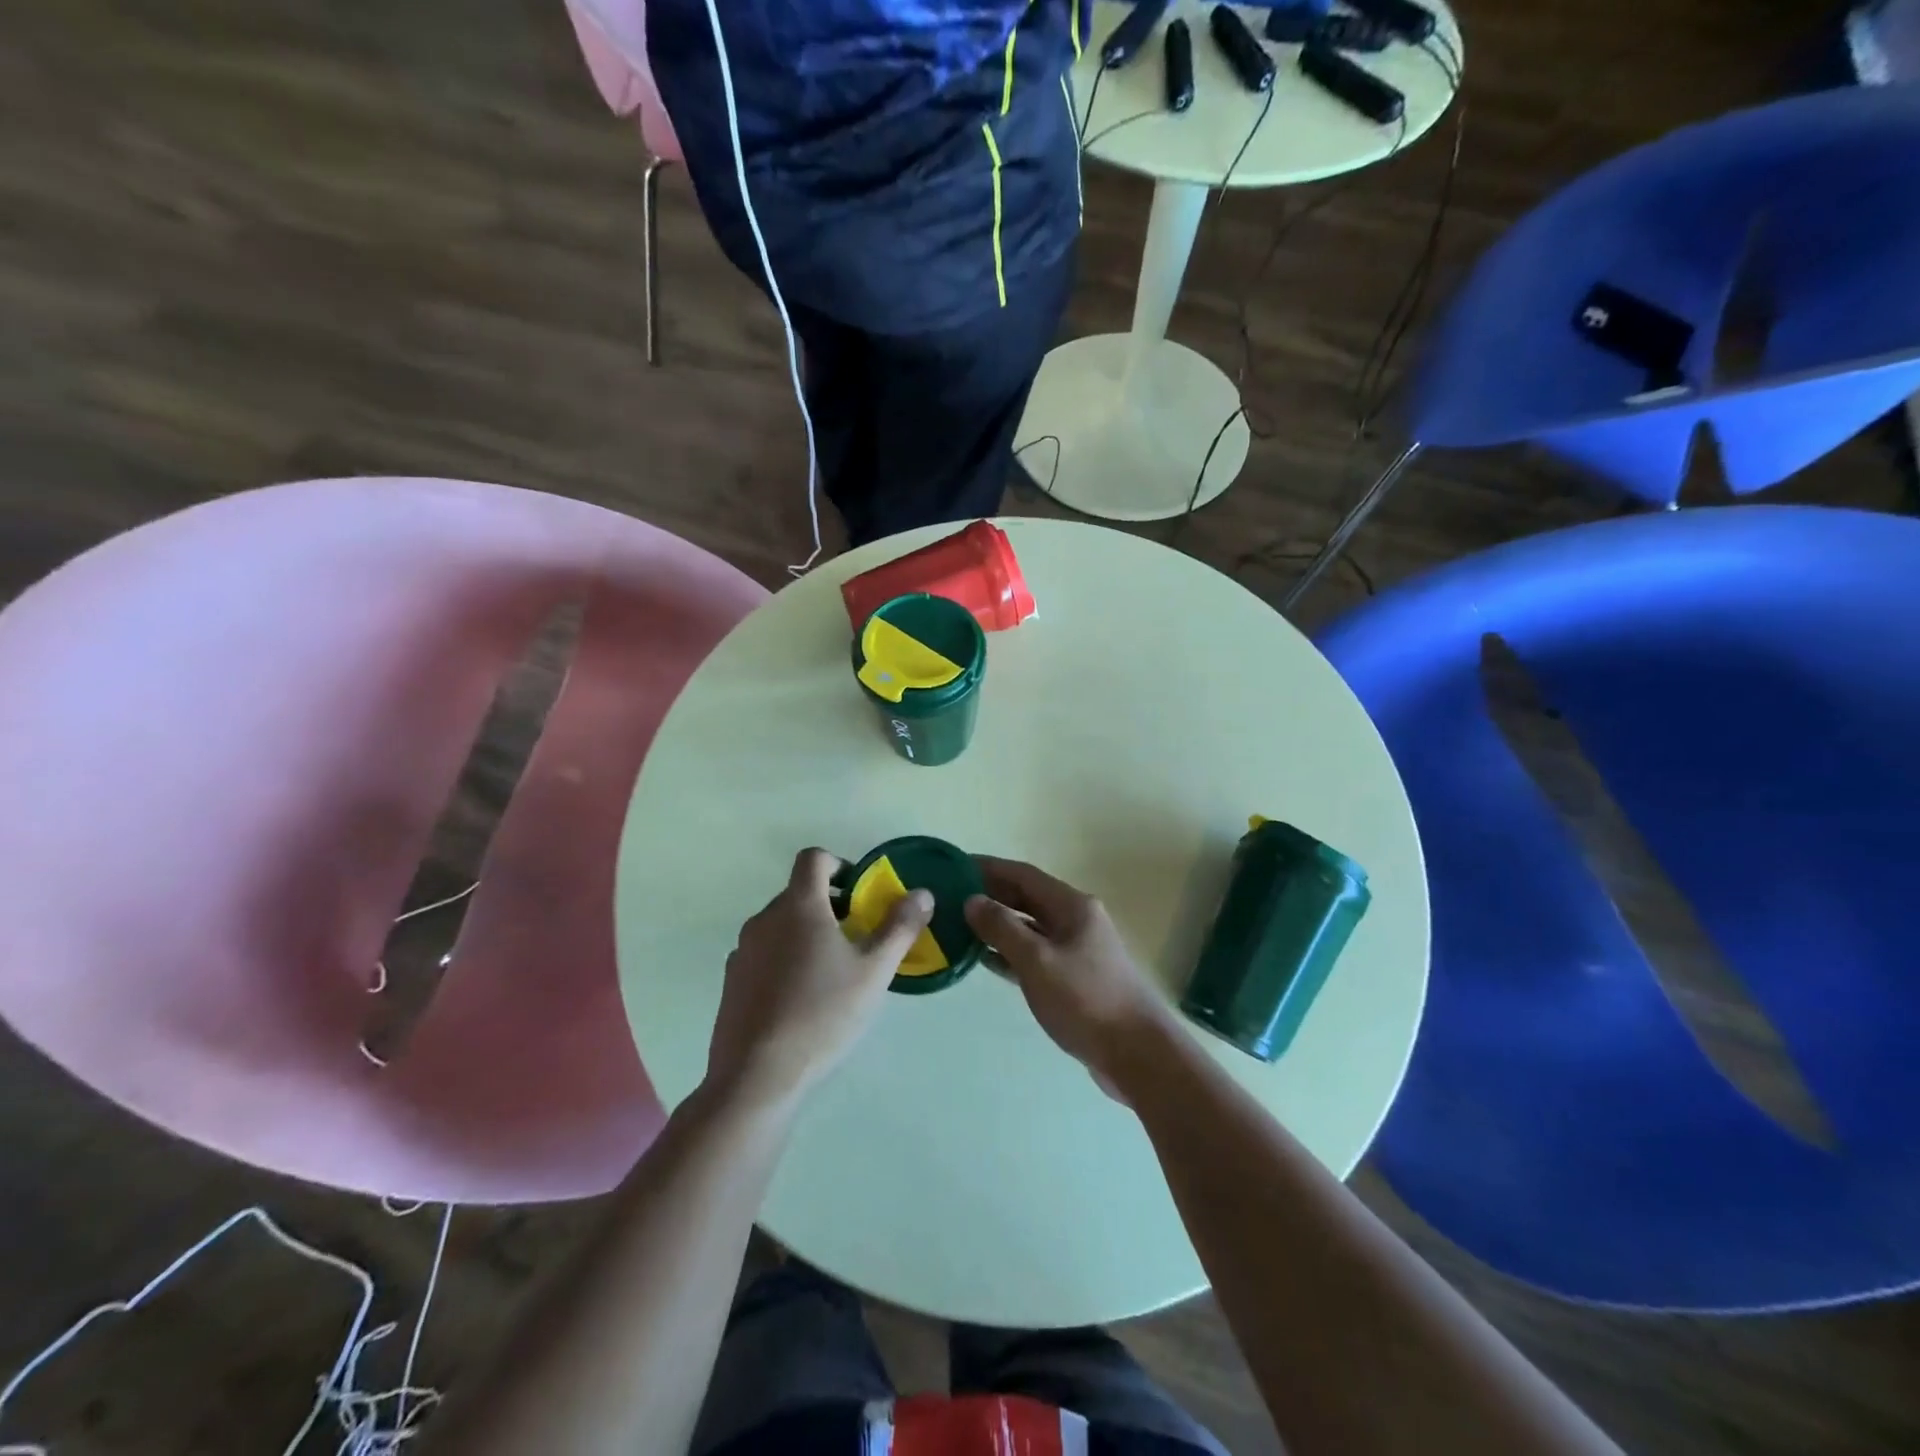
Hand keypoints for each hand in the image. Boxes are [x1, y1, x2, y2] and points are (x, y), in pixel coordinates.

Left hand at [708, 848, 933, 1110]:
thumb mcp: (874, 971)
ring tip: (831, 973)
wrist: (757, 1075)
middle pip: (799, 893)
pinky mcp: (731, 981)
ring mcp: (743, 949)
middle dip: (830, 906)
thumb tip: (922, 893)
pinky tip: (801, 999)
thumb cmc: (822, 1013)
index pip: (813, 858)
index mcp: (799, 905)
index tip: (859, 895)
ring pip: (781, 925)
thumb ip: (900, 927)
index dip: (839, 865)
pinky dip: (784, 960)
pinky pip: (764, 954)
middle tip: (857, 939)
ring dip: (807, 934)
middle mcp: (765, 918)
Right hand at [964, 857, 1174, 1094]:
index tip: (954, 866)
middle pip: (1026, 898)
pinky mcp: (1073, 978)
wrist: (1137, 1053)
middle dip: (991, 895)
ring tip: (959, 925)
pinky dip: (1010, 952)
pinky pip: (1034, 954)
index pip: (1023, 874)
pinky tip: (985, 960)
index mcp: (1071, 906)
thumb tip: (972, 900)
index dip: (989, 868)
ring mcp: (1076, 949)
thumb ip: (1003, 928)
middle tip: (950, 896)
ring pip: (1029, 927)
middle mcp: (1075, 920)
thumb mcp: (1037, 961)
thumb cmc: (1085, 1000)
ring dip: (998, 925)